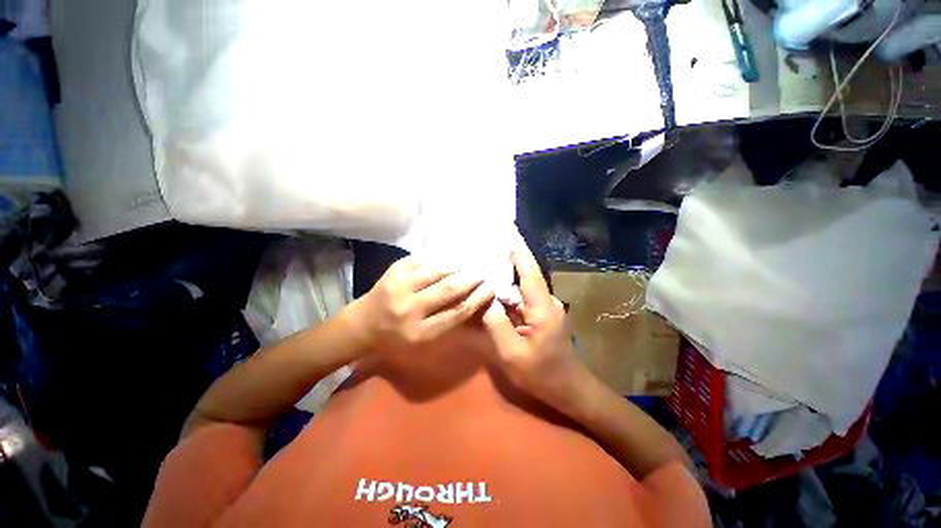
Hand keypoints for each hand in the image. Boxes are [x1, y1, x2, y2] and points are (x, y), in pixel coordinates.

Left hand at [348, 255, 495, 355]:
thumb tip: (472, 299)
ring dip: (456, 266)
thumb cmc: (396, 338)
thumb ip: (447, 322)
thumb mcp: (423, 340)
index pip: (457, 312)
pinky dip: (437, 259)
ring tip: (468, 264)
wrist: (361, 325)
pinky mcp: (393, 272)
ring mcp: (399, 287)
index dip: (478, 298)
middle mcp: (409, 309)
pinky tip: (447, 259)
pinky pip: (421, 261)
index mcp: (420, 332)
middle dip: (471, 279)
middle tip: (483, 273)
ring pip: (437, 271)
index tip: (490, 288)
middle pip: (449, 289)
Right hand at [482, 234, 580, 409]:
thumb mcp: (511, 353)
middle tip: (484, 250)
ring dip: (505, 279)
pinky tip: (492, 294)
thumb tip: (484, 298)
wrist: (567, 389)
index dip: (518, 250)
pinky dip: (507, 294)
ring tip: (483, 270)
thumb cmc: (541, 374)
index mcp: (542, 307)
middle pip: (524, 276)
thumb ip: (495, 324)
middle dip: (505, 261)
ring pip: (521, 287)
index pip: (529, 271)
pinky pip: (522, 299)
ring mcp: (545, 307)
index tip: (507, 230)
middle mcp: (546, 301)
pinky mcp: (541, 314)